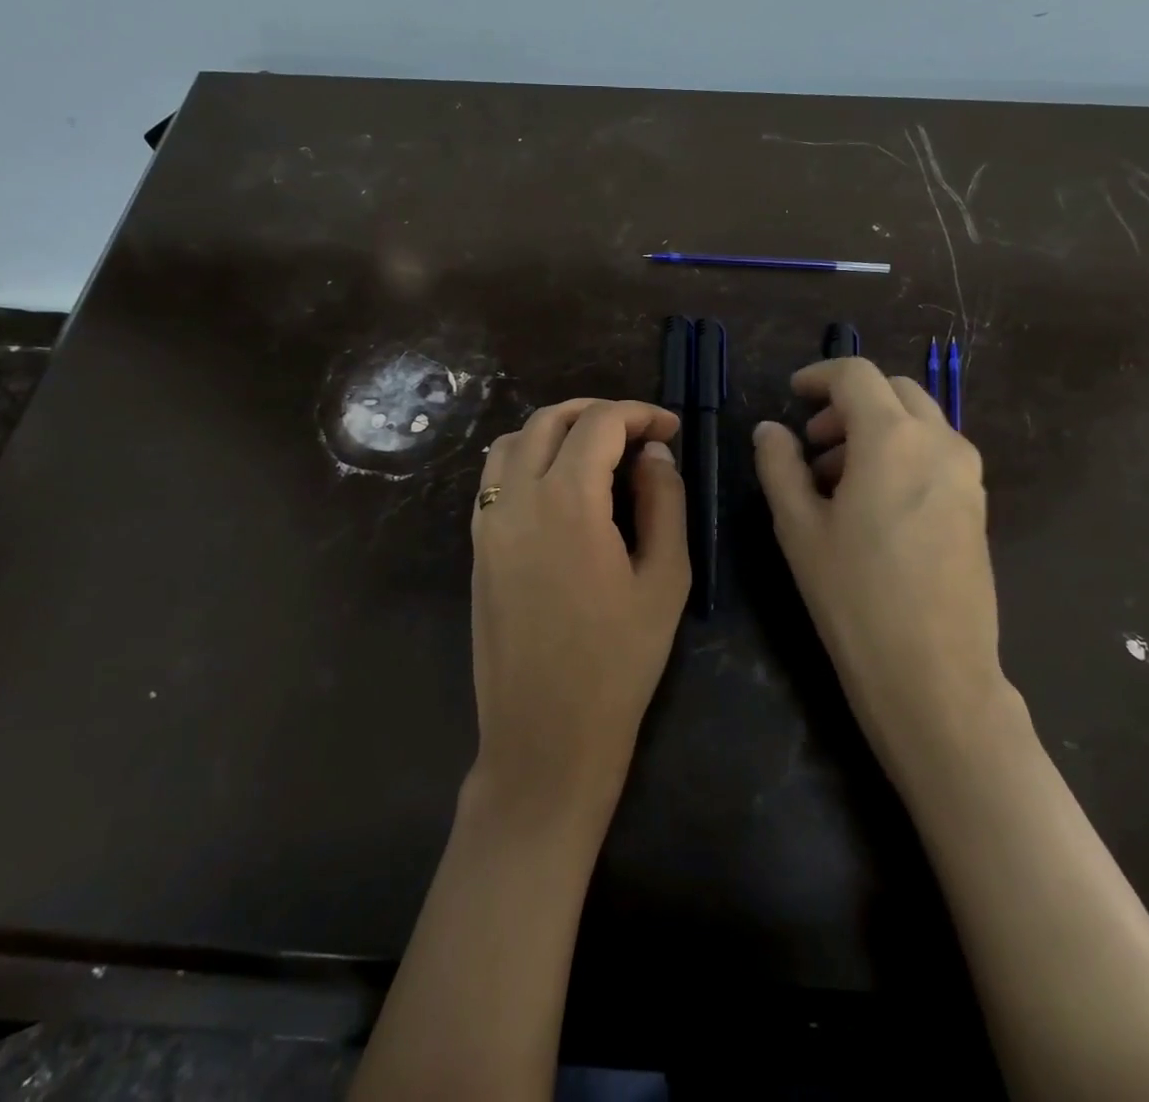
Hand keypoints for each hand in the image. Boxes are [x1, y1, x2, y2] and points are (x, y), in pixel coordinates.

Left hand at [468, 399, 690, 832]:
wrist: (544, 737)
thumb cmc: (618, 663)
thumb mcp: (665, 579)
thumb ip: (664, 502)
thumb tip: (653, 454)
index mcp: (567, 500)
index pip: (600, 424)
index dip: (640, 414)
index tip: (671, 429)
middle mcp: (517, 498)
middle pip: (550, 420)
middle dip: (597, 412)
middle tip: (638, 431)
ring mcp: (488, 522)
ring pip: (513, 441)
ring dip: (557, 430)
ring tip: (597, 450)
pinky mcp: (477, 547)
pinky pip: (495, 477)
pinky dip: (527, 457)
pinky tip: (559, 485)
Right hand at [752, 358, 1012, 784]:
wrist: (935, 674)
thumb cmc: (855, 597)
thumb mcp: (799, 527)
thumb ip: (779, 465)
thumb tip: (770, 430)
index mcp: (892, 437)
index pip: (856, 375)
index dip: (819, 376)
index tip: (792, 396)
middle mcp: (939, 441)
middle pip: (893, 390)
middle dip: (848, 403)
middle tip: (811, 443)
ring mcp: (966, 473)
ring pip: (918, 420)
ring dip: (875, 428)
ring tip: (835, 478)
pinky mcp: (977, 504)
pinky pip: (936, 453)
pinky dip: (901, 452)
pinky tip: (873, 502)